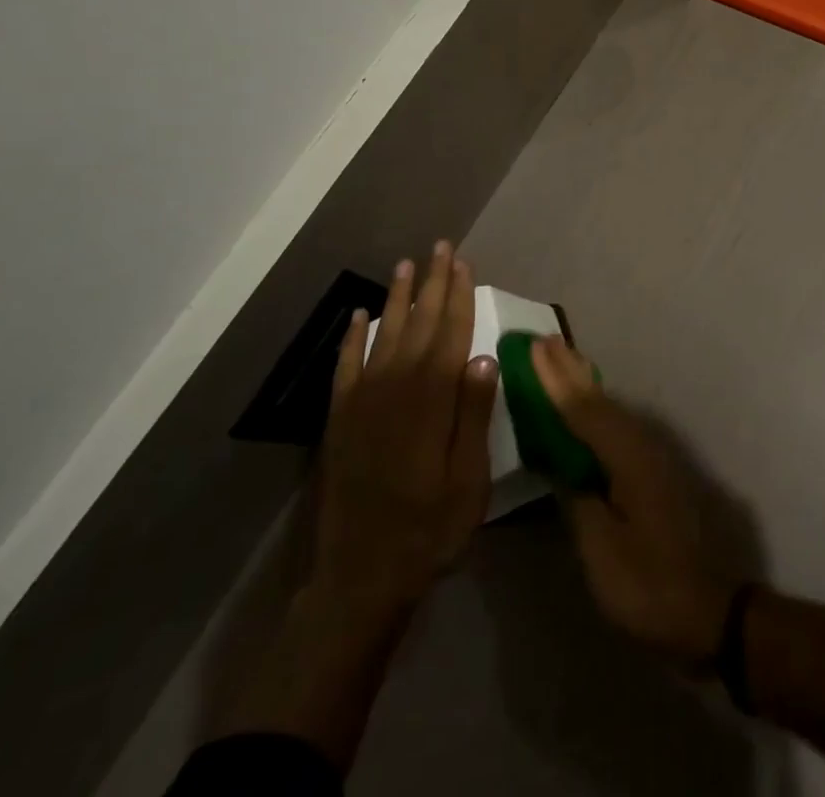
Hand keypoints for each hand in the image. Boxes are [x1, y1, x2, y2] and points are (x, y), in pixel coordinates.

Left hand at [231, 243, 496, 770]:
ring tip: (407, 265)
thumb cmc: (429, 530)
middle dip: (433, 284)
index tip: (464, 263)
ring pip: (384, 334)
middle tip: (440, 247)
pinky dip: (353, 337)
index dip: (459, 296)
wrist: (360, 577)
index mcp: (432, 400)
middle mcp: (396, 388)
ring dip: (398, 298)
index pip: (451, 334)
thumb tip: (484, 358)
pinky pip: (347, 364)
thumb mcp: (469, 481)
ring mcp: (363, 401)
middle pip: (419, 324)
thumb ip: (474, 416)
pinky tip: (361, 315)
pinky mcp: (340, 418)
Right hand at [532, 336, 738, 665]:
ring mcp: (650, 457)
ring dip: (581, 383)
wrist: (706, 611)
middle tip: (543, 339)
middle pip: (599, 400)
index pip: (583, 410)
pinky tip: (585, 407)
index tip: (535, 347)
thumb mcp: (601, 551)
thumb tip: (562, 466)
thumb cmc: (648, 585)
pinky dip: (594, 408)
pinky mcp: (651, 472)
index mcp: (628, 458)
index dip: (556, 379)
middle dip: (569, 370)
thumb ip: (578, 500)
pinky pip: (616, 426)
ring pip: (609, 409)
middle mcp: (641, 446)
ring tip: (559, 359)